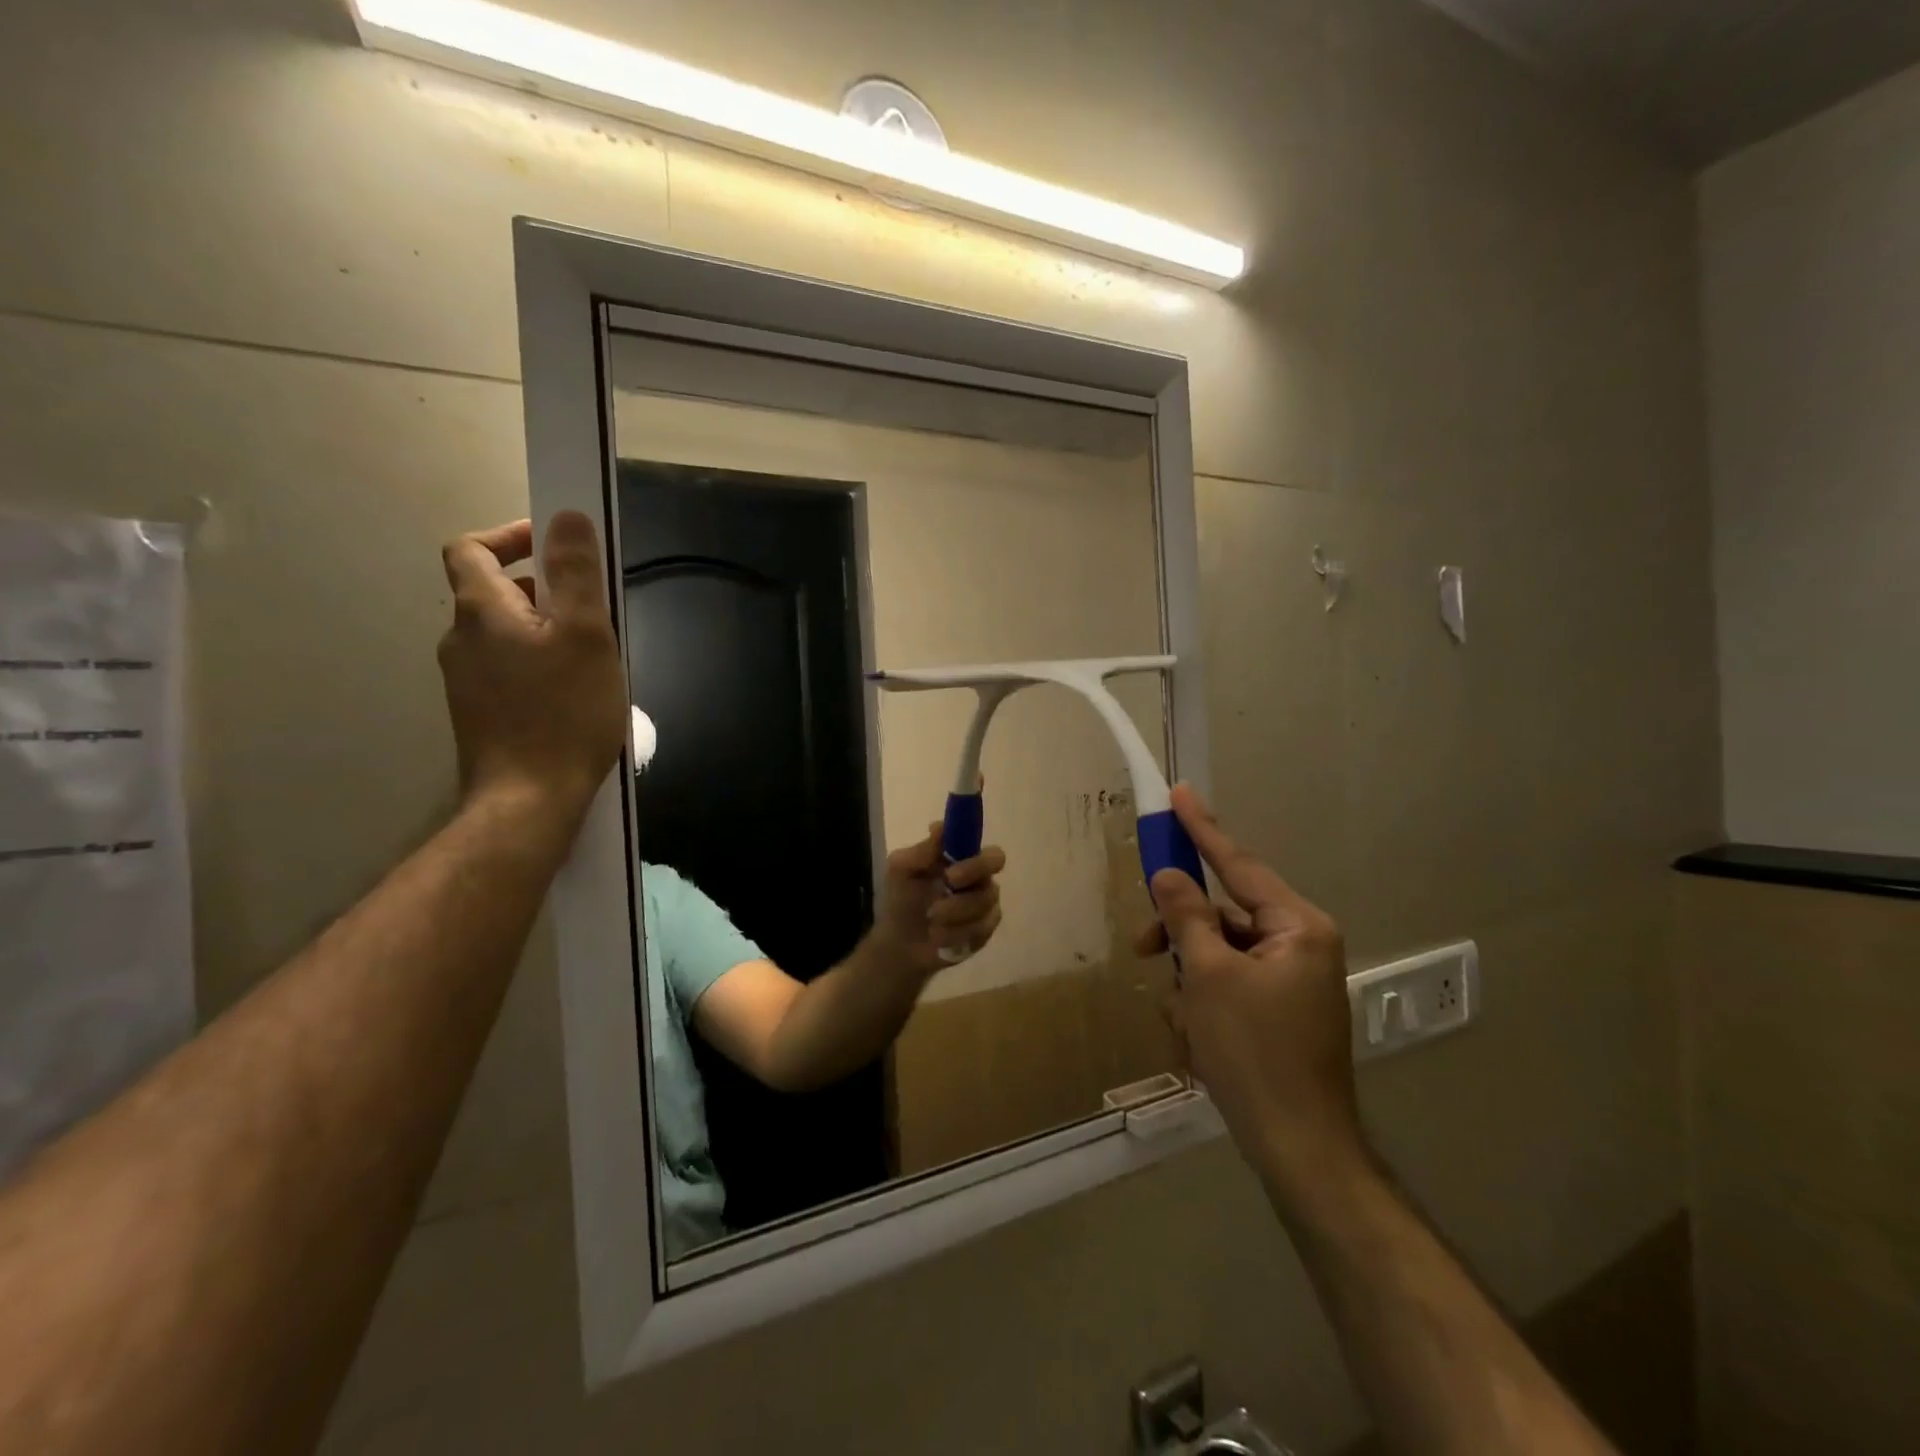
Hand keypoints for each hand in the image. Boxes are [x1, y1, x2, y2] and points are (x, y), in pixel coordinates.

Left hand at [437, 513, 626, 823]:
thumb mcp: (585, 635)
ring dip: (544, 630)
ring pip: (505, 635)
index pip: (472, 548)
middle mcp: (461, 640)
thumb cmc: (563, 712)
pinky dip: (538, 664)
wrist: (529, 800)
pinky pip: (508, 669)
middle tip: (591, 610)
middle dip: (542, 589)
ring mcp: (466, 681)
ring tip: (592, 657)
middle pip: (493, 593)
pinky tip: (573, 695)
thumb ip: (576, 574)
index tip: (555, 545)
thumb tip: (568, 516)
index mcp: (481, 612)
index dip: (510, 535)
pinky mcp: (481, 714)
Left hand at [871, 823, 1005, 977]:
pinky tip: (939, 937)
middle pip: (994, 870)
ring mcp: (986, 906)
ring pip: (984, 902)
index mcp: (963, 858)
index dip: (976, 857)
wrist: (898, 943)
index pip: (987, 849)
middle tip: (944, 892)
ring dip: (954, 912)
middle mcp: (980, 878)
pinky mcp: (984, 932)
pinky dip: (956, 934)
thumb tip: (938, 826)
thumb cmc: (900, 899)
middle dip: (970, 877)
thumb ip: (921, 850)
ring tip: (931, 920)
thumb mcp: (900, 870)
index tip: (950, 872)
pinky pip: (981, 929)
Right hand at [1141, 784, 1368, 1202]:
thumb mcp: (1208, 976)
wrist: (1298, 1148)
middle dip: (1182, 935)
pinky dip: (1205, 1002)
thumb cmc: (1253, 1053)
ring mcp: (1292, 980)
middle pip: (1223, 915)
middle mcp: (1300, 944)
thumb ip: (1187, 917)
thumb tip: (1168, 875)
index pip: (1239, 864)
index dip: (1203, 829)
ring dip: (1190, 978)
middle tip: (1143, 946)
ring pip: (1220, 953)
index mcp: (1297, 927)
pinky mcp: (1280, 1010)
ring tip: (1182, 1022)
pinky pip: (1230, 985)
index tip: (1180, 794)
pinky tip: (1195, 1039)